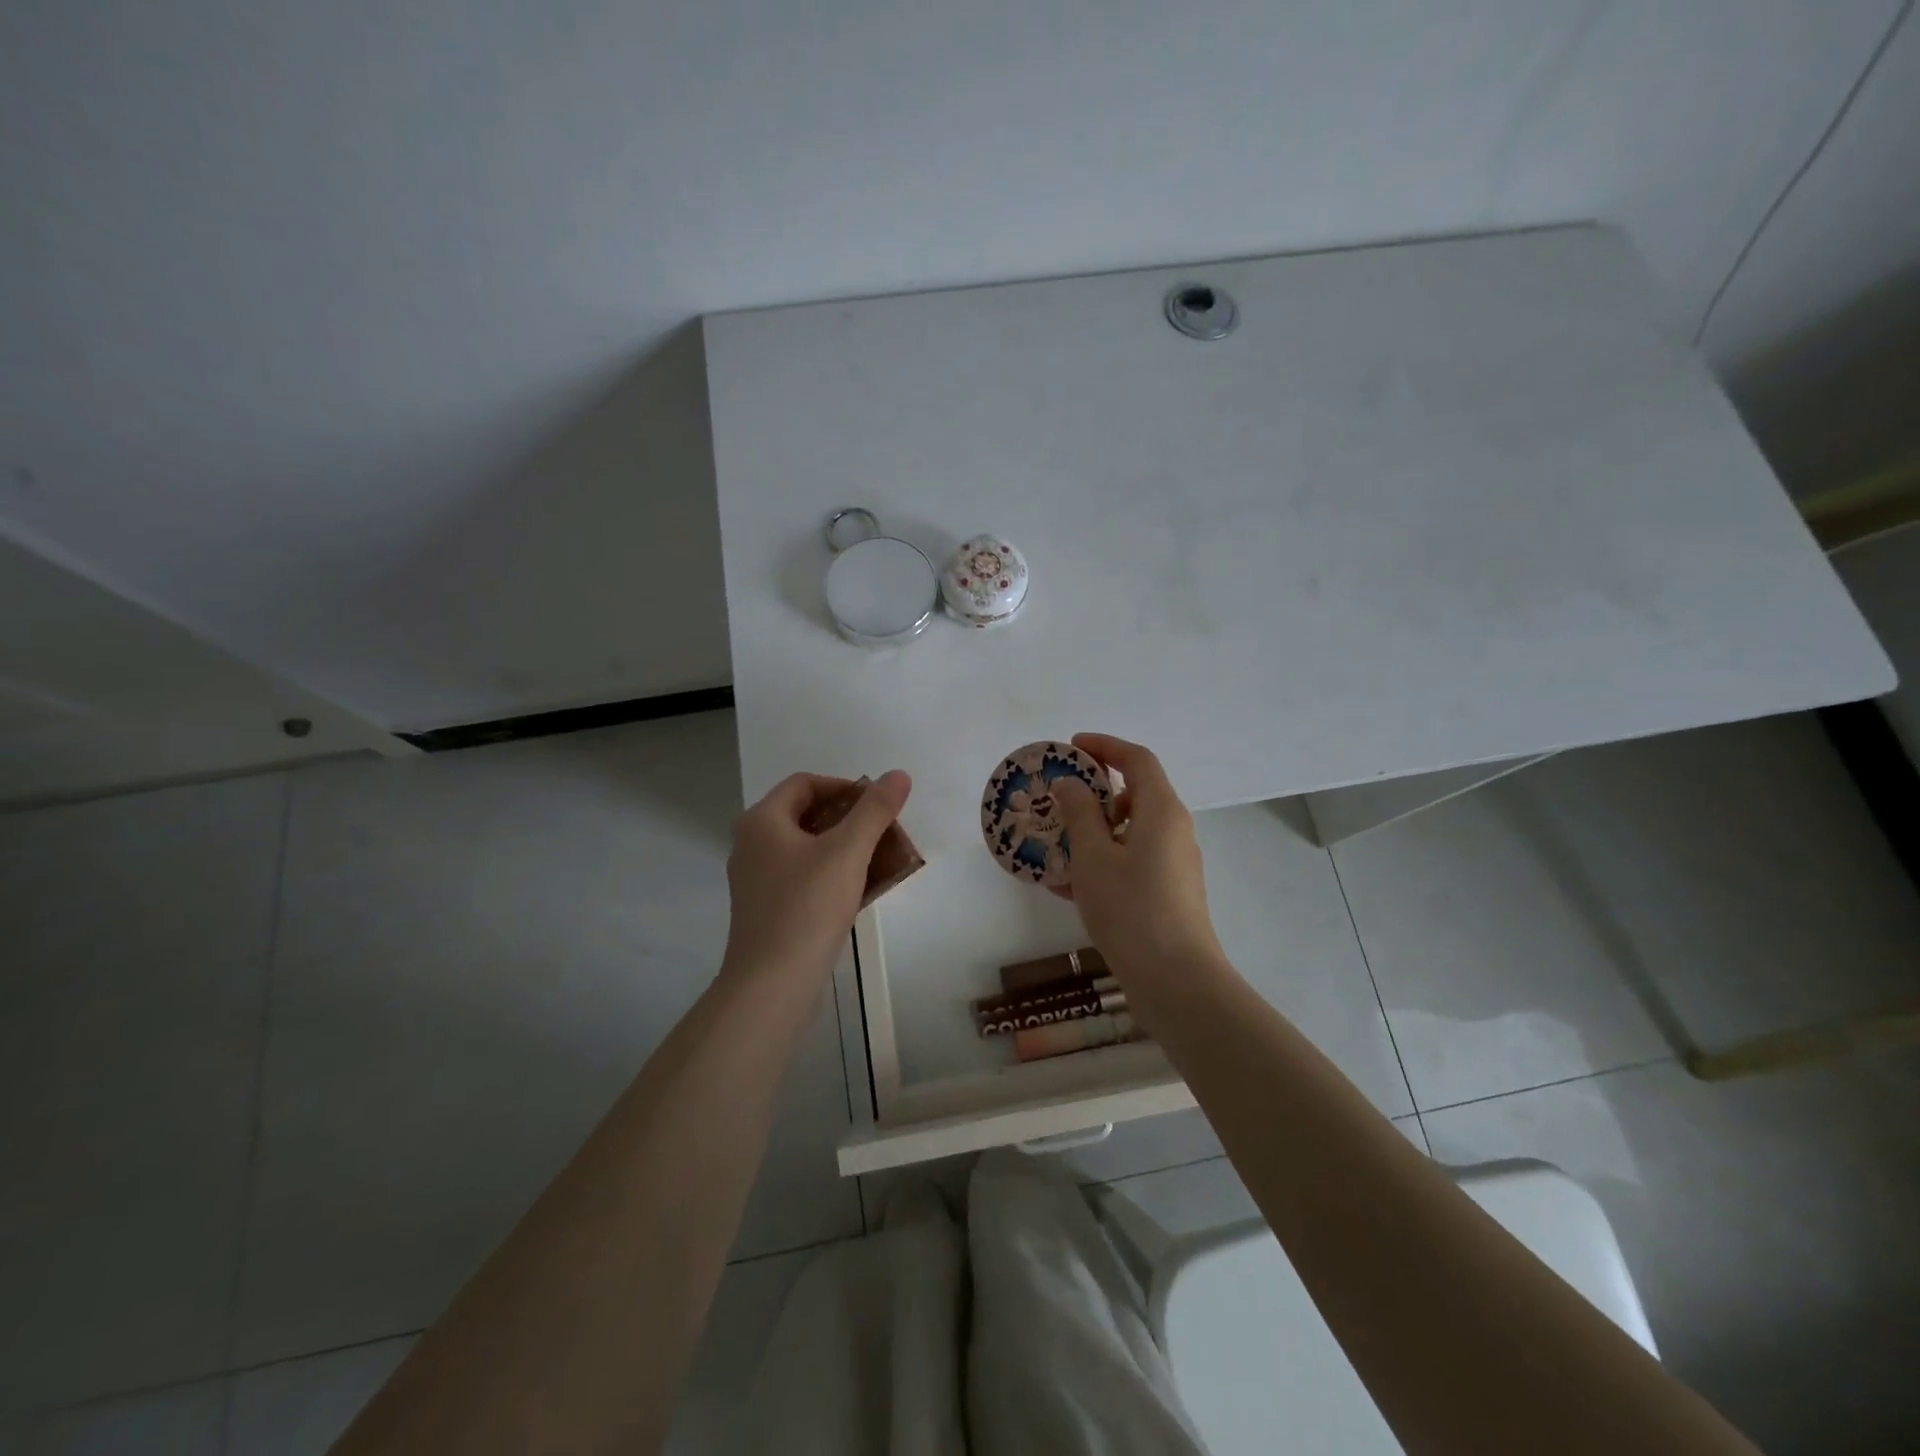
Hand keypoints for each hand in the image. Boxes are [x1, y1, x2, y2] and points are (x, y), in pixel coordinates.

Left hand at [721, 770, 911, 986]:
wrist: (772, 985)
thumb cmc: (807, 907)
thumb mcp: (848, 851)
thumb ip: (875, 810)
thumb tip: (898, 775)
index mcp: (762, 821)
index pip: (805, 783)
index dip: (844, 787)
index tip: (877, 806)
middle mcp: (753, 845)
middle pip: (807, 815)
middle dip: (850, 820)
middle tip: (884, 833)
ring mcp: (758, 880)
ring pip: (808, 849)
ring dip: (846, 849)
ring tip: (881, 861)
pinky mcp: (767, 910)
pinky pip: (804, 877)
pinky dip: (833, 875)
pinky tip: (862, 891)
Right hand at [1053, 734, 1222, 978]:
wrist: (1176, 980)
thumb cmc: (1131, 908)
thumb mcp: (1094, 856)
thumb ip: (1080, 813)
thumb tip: (1072, 784)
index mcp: (1161, 810)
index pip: (1137, 760)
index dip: (1105, 746)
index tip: (1071, 747)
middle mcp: (1174, 830)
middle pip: (1136, 794)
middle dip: (1094, 793)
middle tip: (1058, 800)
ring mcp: (1174, 863)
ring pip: (1130, 832)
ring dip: (1094, 832)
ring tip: (1055, 846)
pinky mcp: (1169, 892)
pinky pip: (1132, 862)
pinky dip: (1103, 862)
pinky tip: (1066, 886)